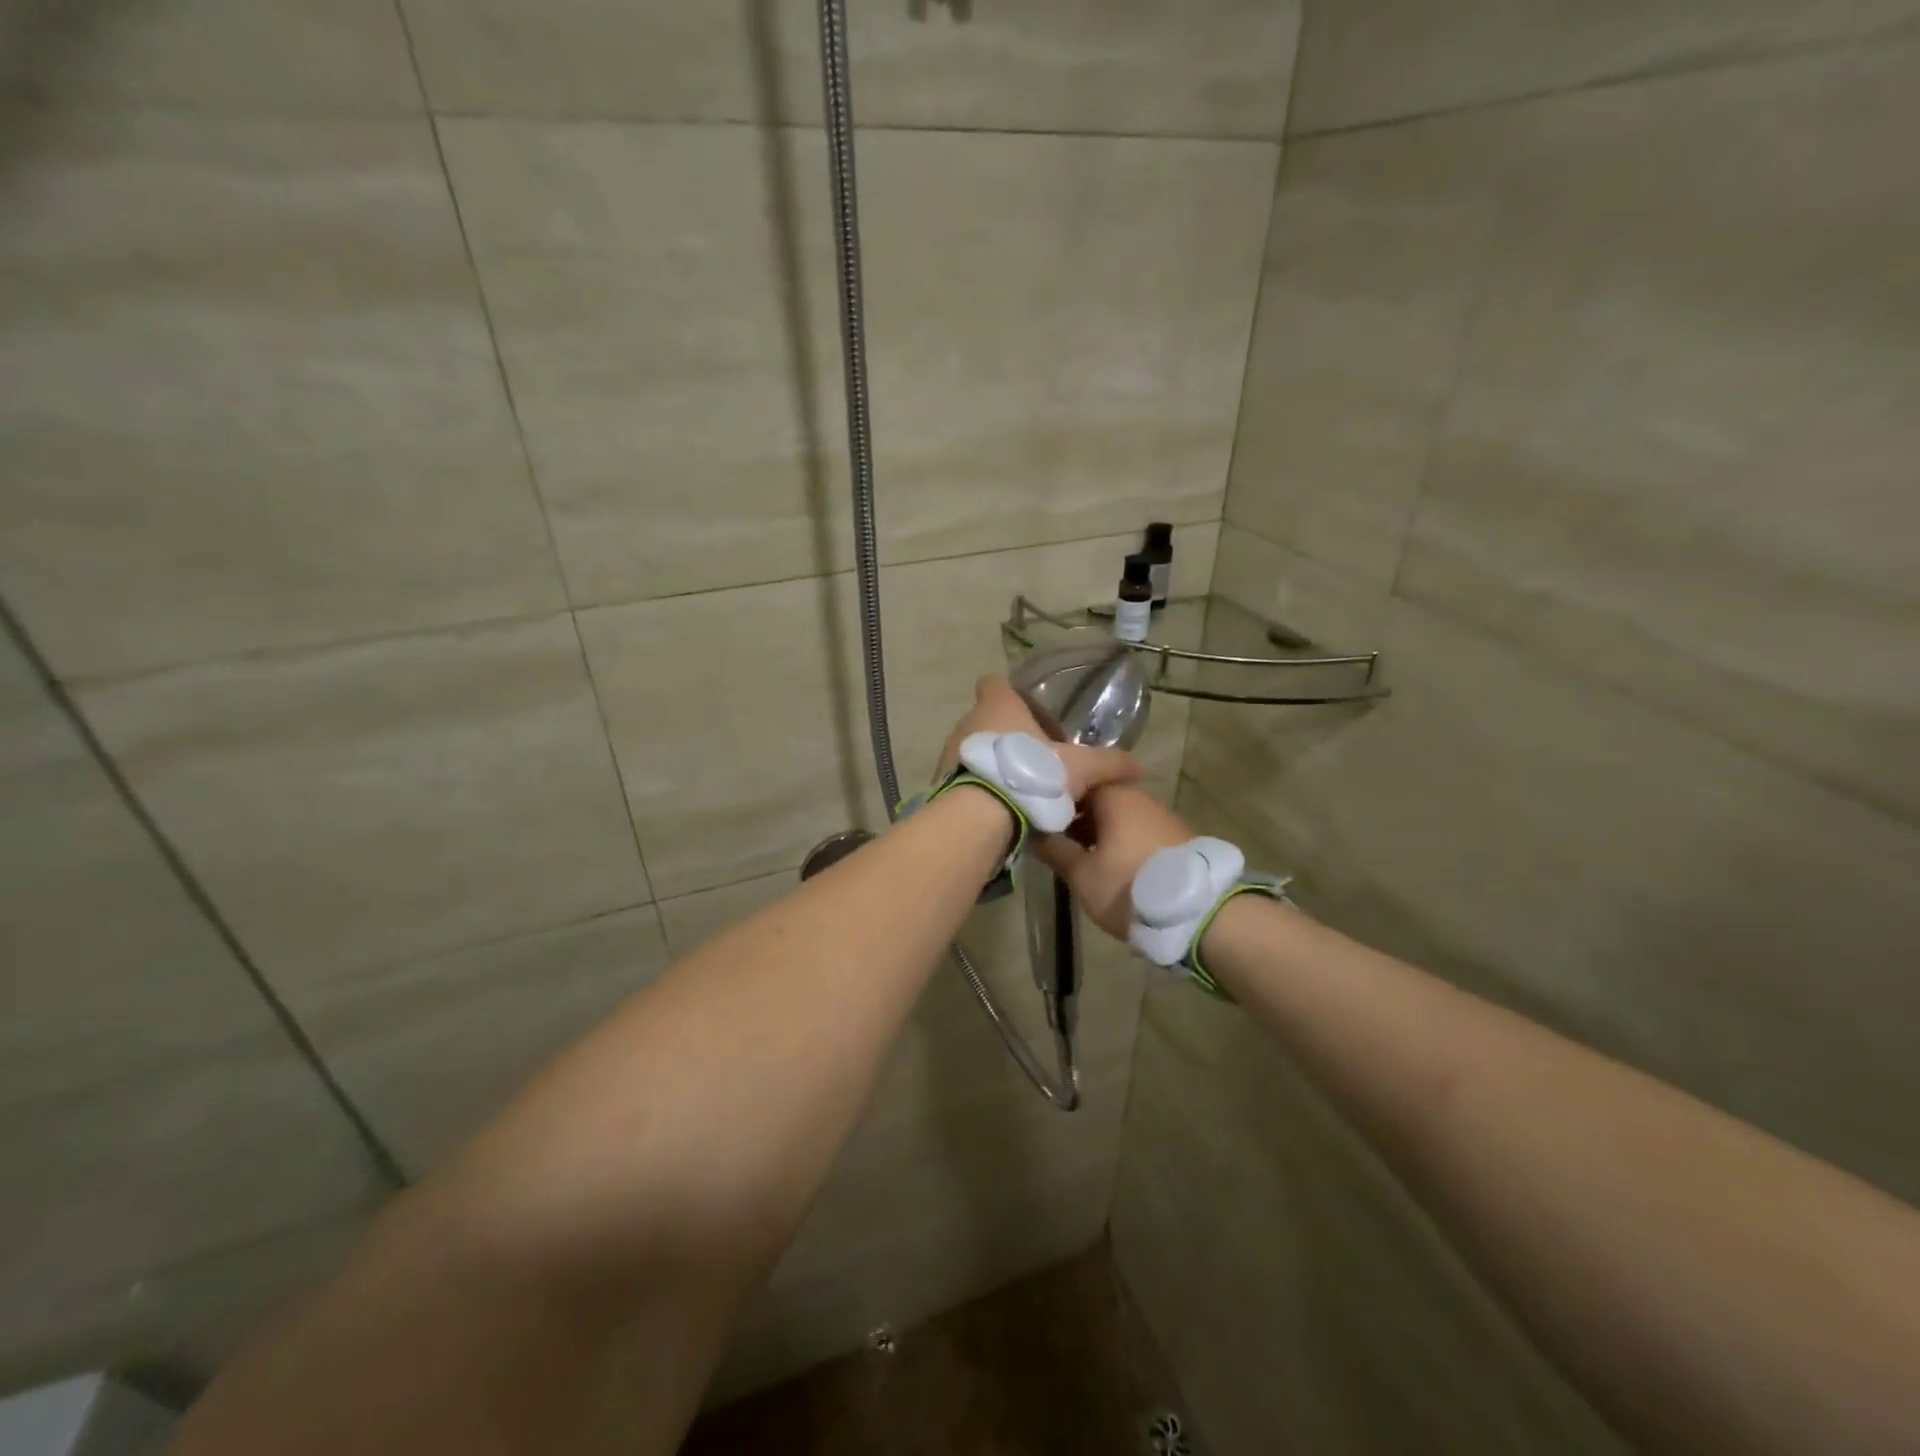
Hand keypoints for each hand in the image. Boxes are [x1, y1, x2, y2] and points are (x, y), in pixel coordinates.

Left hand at [935, 676, 1142, 804]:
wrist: (981, 815)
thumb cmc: (1031, 775)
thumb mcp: (1080, 769)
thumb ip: (1109, 764)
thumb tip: (1139, 767)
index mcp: (999, 706)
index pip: (994, 683)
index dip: (1008, 693)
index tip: (1027, 712)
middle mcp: (968, 722)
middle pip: (986, 719)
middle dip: (1007, 736)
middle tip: (1034, 759)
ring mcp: (950, 752)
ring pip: (973, 749)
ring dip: (991, 762)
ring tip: (1017, 788)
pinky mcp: (941, 781)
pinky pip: (962, 777)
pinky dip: (977, 787)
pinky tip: (997, 808)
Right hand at [1033, 786, 1195, 940]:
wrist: (1202, 914)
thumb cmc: (1131, 888)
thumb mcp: (1082, 875)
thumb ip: (1054, 849)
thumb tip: (1032, 830)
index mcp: (1113, 796)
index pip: (1073, 782)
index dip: (1053, 800)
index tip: (1037, 821)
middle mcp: (1139, 797)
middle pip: (1097, 799)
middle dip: (1074, 819)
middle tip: (1054, 844)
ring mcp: (1161, 816)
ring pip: (1118, 817)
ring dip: (1097, 833)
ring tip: (1078, 859)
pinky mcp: (1176, 838)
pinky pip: (1136, 831)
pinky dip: (1119, 842)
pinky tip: (1110, 866)